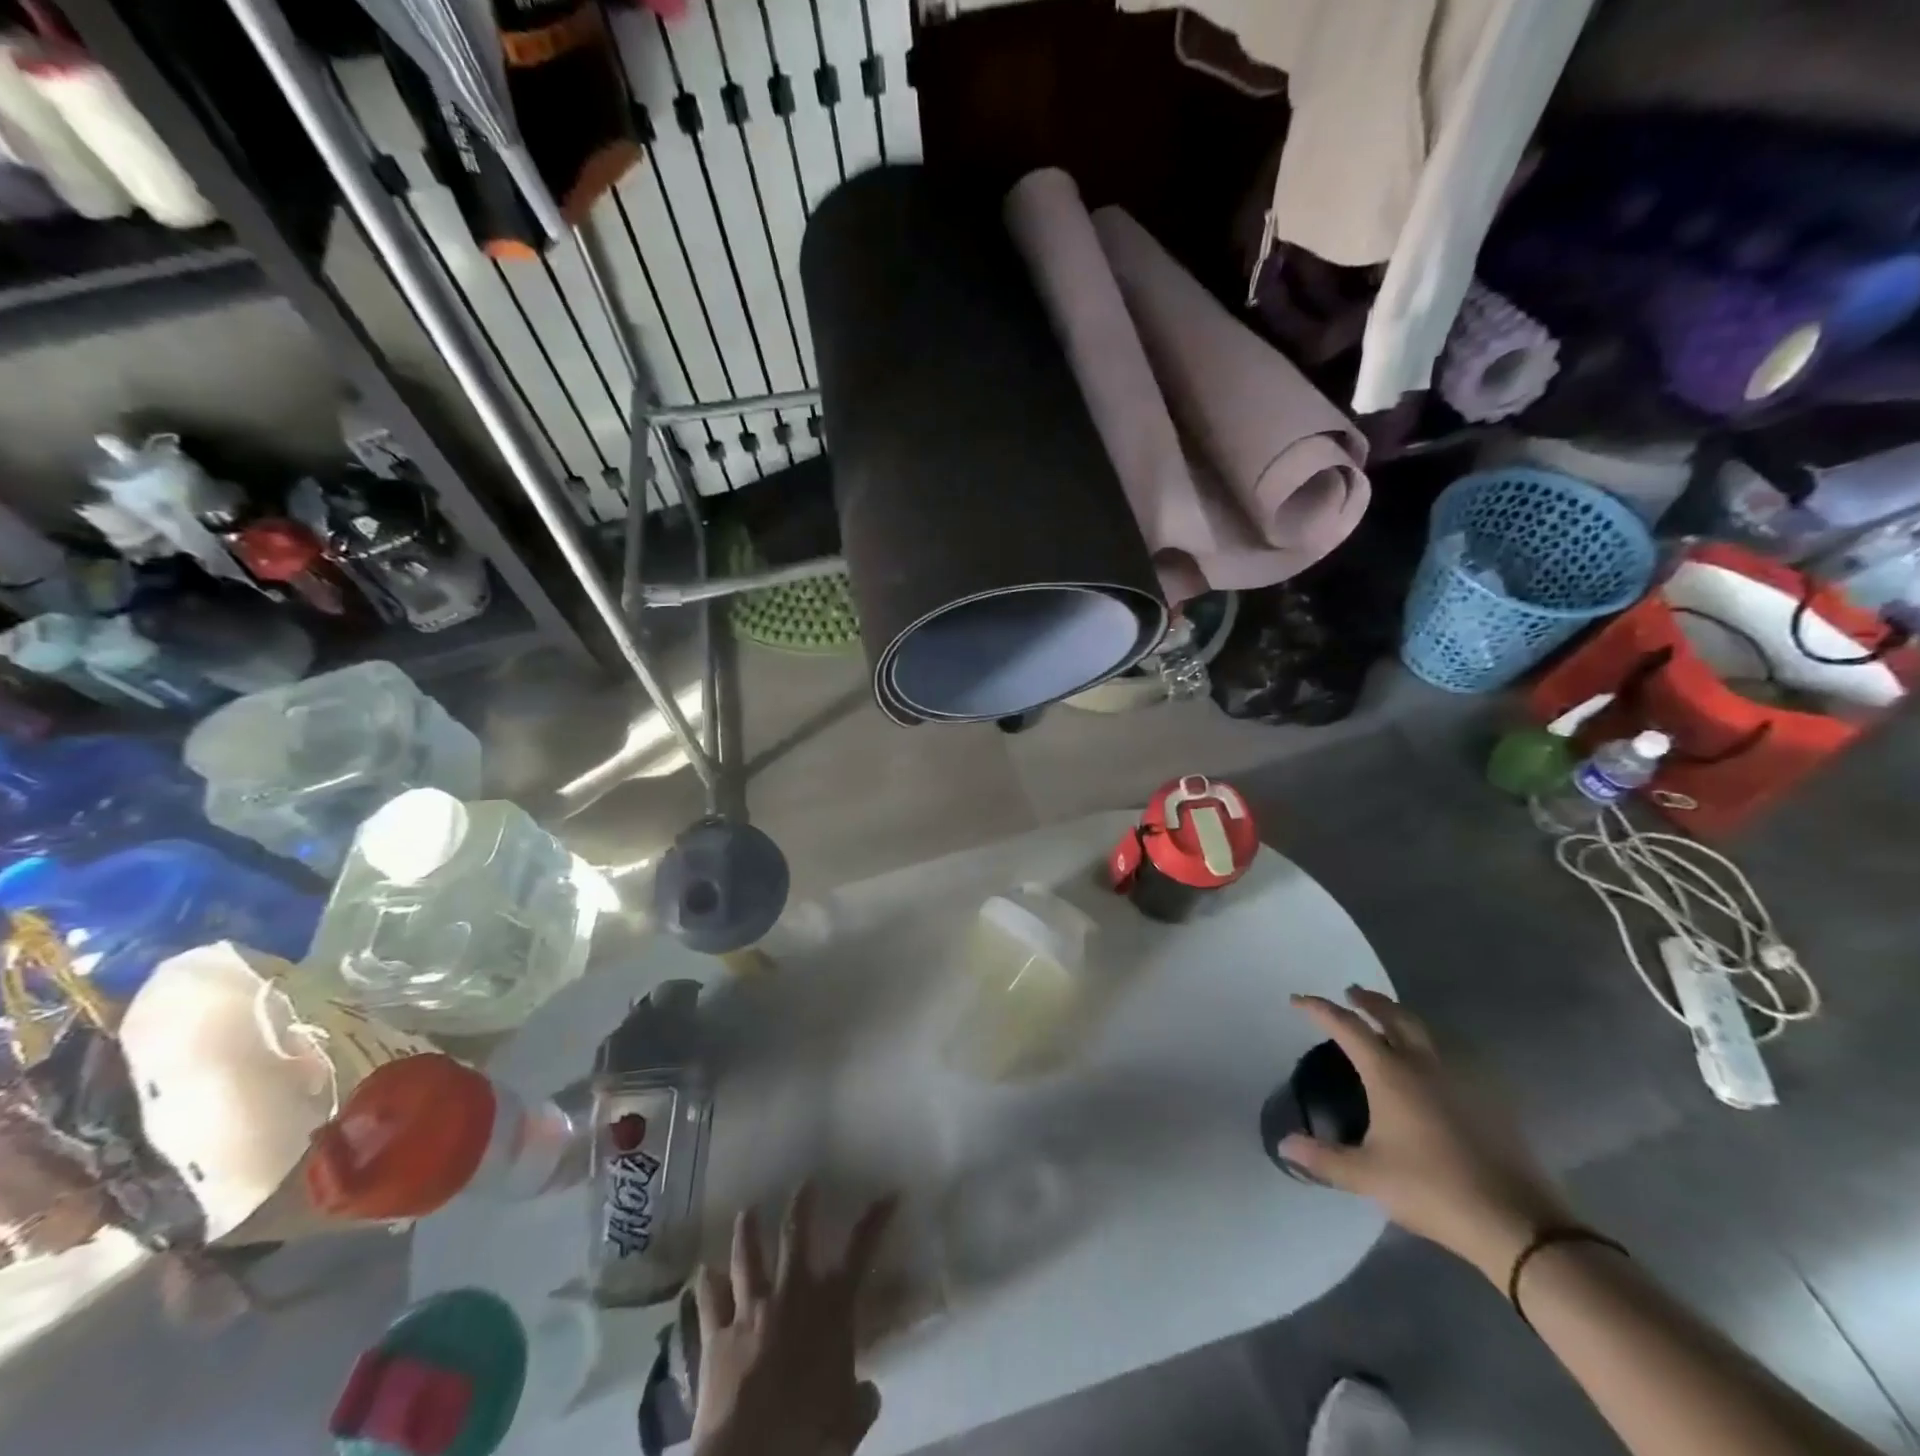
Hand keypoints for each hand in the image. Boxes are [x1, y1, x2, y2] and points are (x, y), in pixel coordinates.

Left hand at [691, 1184, 897, 1455]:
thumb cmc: (810, 1435)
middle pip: (796, 1234)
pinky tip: (703, 1272)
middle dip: (802, 1204)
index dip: (876, 1219)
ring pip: (747, 1256)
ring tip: (746, 1210)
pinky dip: (706, 1284)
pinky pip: (709, 1300)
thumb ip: (860, 1400)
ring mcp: (750, 1310)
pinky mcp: (716, 1335)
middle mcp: (791, 1295)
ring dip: (747, 1230)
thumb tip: (868, 1393)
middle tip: (805, 1183)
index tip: (889, 1194)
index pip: (861, 1251)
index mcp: (830, 1309)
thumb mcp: (848, 1422)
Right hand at [1281, 987, 1572, 1282]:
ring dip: (1400, 1017)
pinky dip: (1429, 1046)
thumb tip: (1285, 1145)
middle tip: (1351, 993)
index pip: (1347, 1026)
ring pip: (1425, 1031)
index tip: (1297, 1001)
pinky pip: (1450, 1056)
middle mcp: (1423, 1064)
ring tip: (1388, 1021)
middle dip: (1368, 1000)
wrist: (1517, 1223)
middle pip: (1392, 1015)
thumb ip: (1324, 1158)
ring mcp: (1460, 1079)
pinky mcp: (1488, 1099)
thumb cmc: (1432, 1189)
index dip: (1319, 1009)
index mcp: (1390, 1073)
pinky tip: (1429, 1066)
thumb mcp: (1368, 1176)